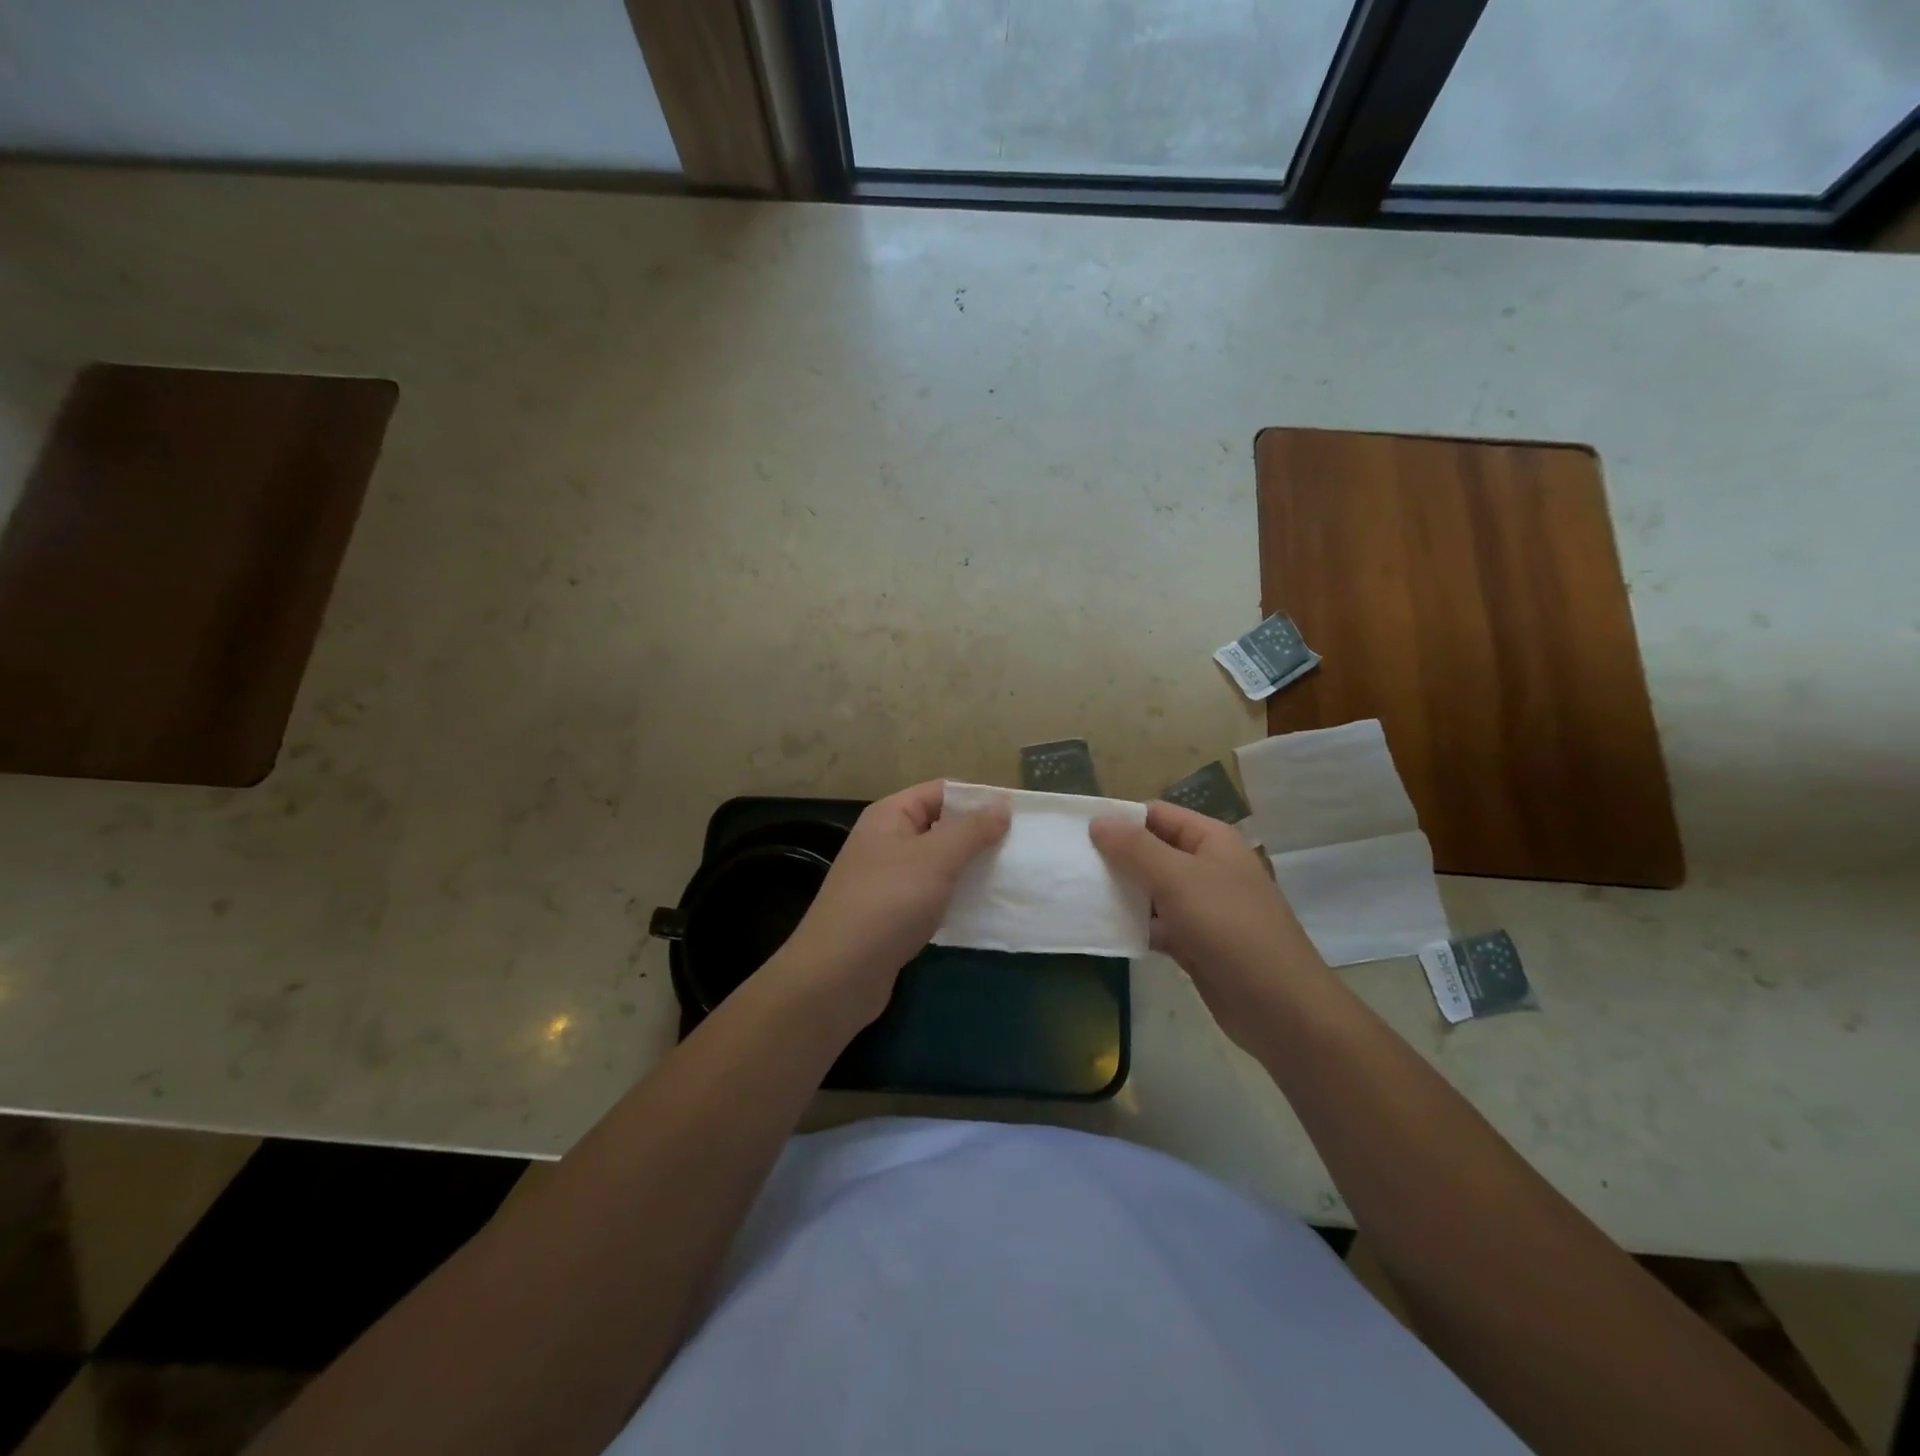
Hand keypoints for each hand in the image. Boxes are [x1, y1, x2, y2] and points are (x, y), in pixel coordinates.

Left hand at [775, 781, 1009, 1030]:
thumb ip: (972, 830)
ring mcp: (888, 880)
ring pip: (938, 864)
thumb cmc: (888, 903)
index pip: (941, 791)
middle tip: (1020, 850)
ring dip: (970, 869)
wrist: (838, 975)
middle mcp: (886, 841)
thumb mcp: (936, 858)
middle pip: (941, 827)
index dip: (977, 799)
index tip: (1017, 816)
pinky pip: (932, 895)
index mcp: (890, 816)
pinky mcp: (893, 915)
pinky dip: (956, 898)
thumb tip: (1002, 803)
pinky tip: (982, 909)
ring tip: (1009, 877)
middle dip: (978, 836)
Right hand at [1091, 801, 1327, 1053]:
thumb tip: (1098, 821)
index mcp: (1211, 840)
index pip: (1157, 815)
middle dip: (1115, 857)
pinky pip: (1156, 924)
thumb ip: (1135, 848)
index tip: (1077, 833)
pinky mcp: (1195, 942)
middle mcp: (1207, 867)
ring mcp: (1201, 907)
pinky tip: (1102, 929)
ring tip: (1077, 894)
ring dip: (1120, 892)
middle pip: (1151, 851)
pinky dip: (1133, 925)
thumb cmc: (1229, 928)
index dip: (1120, 819)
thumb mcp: (1178, 879)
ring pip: (1151, 890)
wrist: (1278, 1006)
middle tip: (1071, 865)